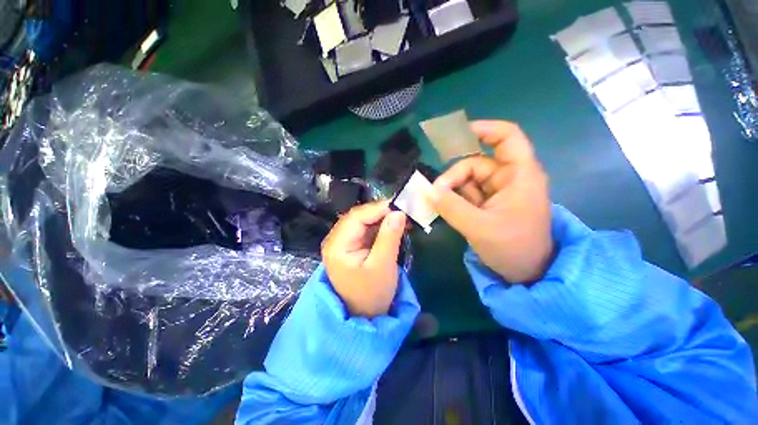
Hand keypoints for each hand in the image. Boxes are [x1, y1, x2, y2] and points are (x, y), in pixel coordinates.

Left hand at [321, 201, 406, 317]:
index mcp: (337, 245)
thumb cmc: (371, 294)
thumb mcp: (382, 266)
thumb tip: (398, 212)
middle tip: (404, 212)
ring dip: (383, 218)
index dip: (378, 209)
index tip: (400, 207)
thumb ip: (389, 237)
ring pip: (364, 221)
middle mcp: (336, 239)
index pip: (356, 217)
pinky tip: (394, 226)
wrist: (364, 315)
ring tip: (402, 218)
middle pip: (359, 216)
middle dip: (381, 212)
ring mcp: (344, 241)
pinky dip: (381, 226)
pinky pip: (367, 229)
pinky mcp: (353, 245)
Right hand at [428, 120, 552, 283]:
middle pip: (475, 162)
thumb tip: (429, 190)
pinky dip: (455, 199)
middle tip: (435, 194)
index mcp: (519, 175)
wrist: (526, 273)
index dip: (482, 129)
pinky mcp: (489, 203)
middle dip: (454, 177)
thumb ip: (451, 207)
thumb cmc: (512, 248)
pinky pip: (467, 193)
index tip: (454, 134)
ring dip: (452, 190)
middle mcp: (509, 178)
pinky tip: (446, 209)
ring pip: (468, 180)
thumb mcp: (479, 227)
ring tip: (440, 205)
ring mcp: (498, 191)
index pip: (506, 137)